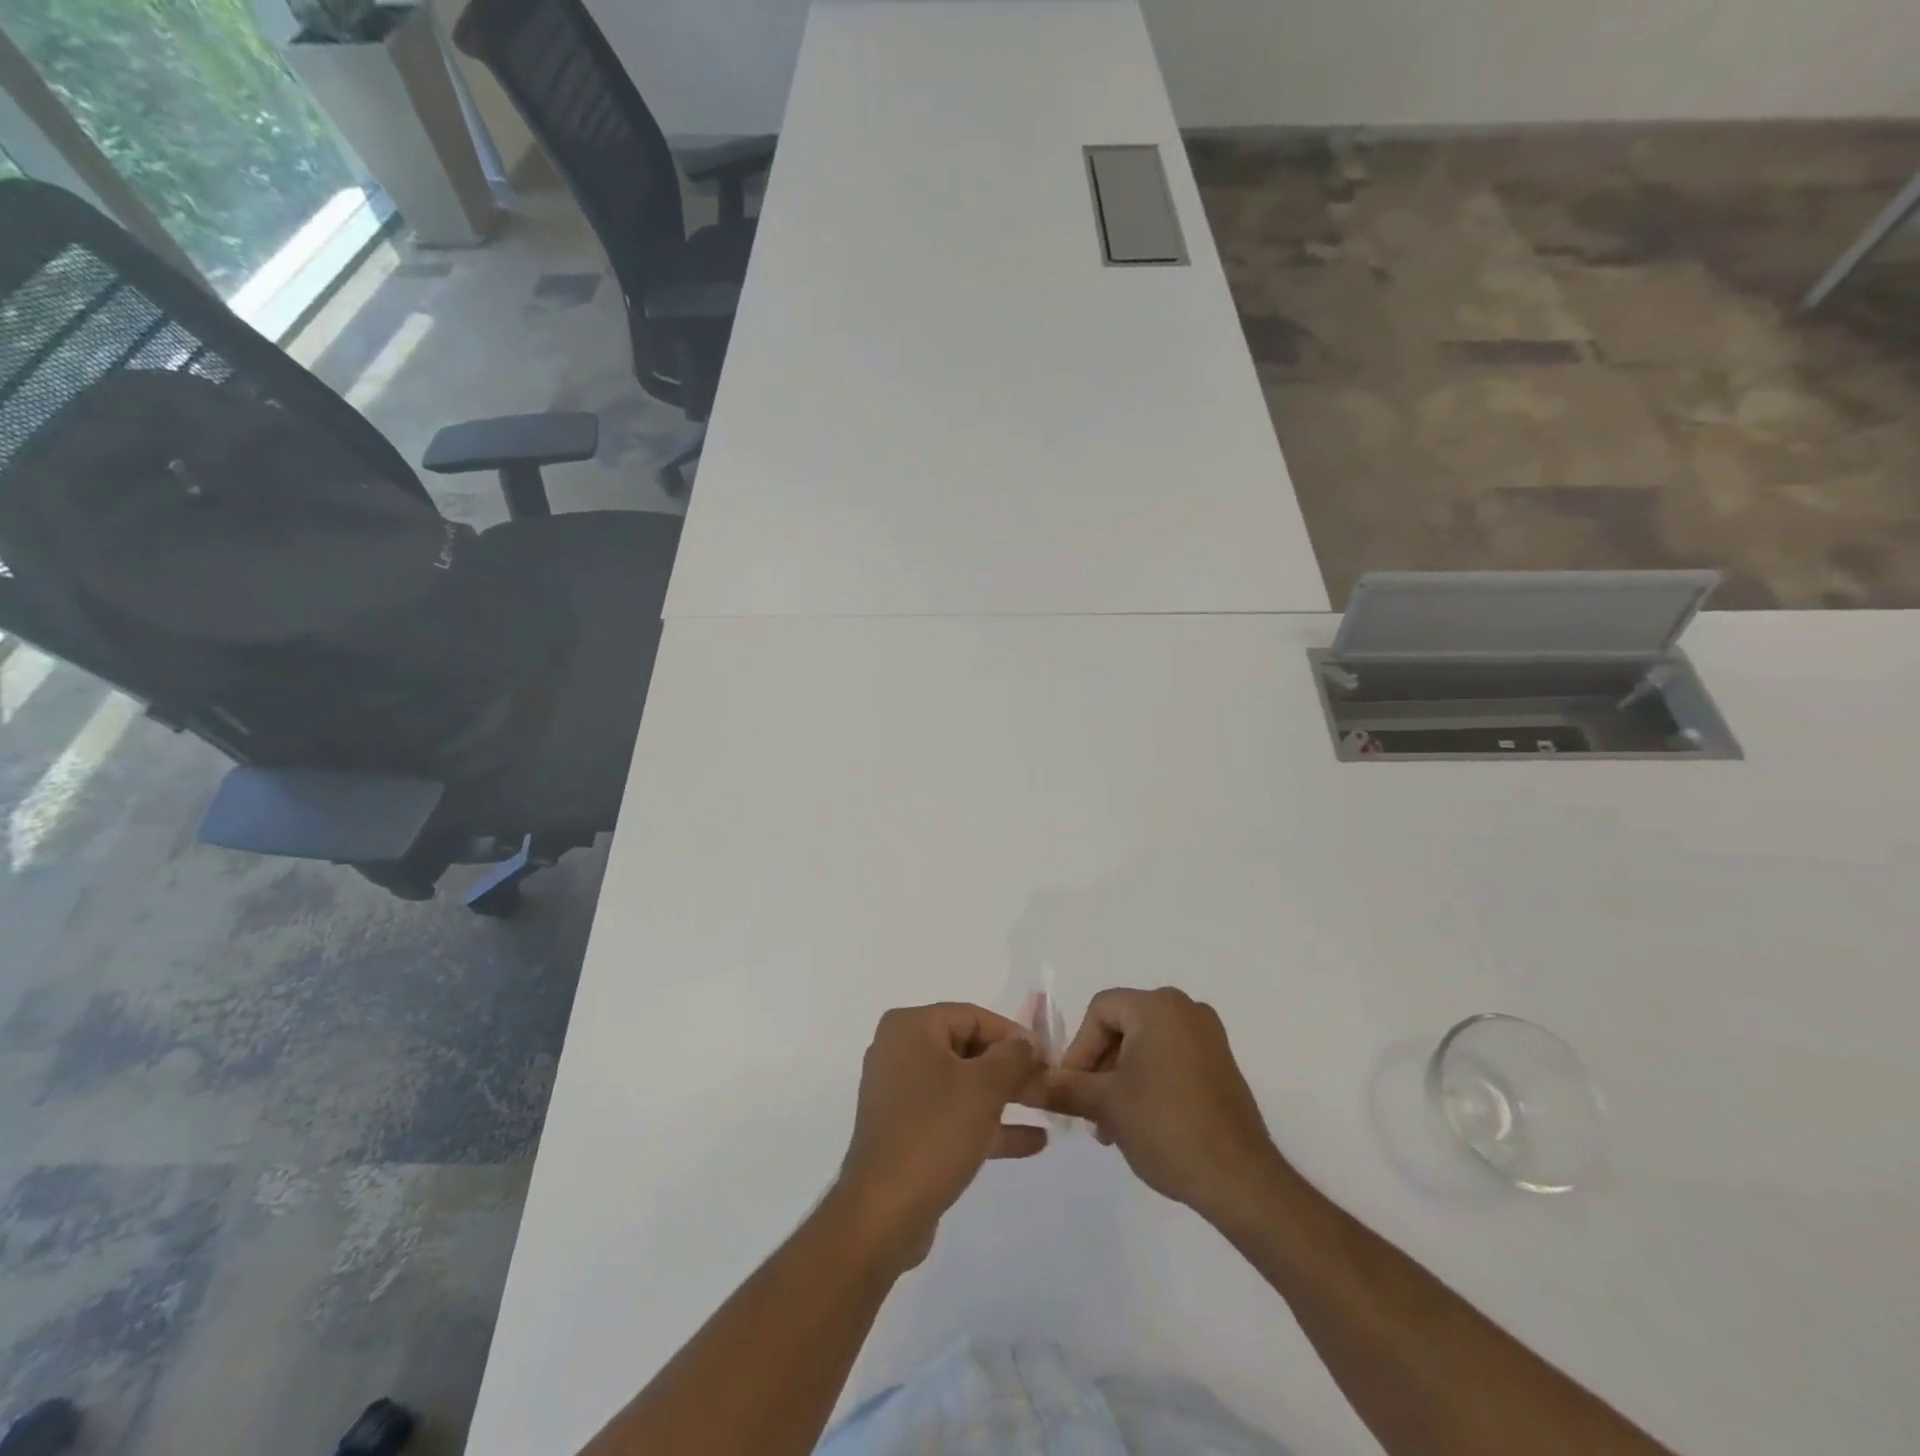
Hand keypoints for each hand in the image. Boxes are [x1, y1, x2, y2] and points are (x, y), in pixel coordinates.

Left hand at [835, 1003, 1046, 1273]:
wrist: (883, 1214)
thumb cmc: (935, 1132)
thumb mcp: (984, 1088)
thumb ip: (1013, 1056)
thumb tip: (1027, 1042)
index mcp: (911, 1028)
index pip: (972, 1016)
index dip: (1014, 1034)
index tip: (1048, 1057)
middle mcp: (900, 1051)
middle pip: (968, 1048)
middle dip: (1011, 1068)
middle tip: (1049, 1084)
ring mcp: (902, 1093)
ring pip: (963, 1084)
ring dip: (1005, 1096)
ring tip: (1047, 1108)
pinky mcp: (907, 1131)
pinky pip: (953, 1115)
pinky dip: (988, 1124)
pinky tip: (1033, 1141)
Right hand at [1046, 987, 1287, 1225]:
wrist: (1240, 1179)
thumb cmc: (1166, 1127)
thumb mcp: (1106, 1105)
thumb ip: (1064, 1087)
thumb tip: (1026, 1083)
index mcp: (1157, 1006)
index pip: (1100, 1010)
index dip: (1079, 1048)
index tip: (1073, 1089)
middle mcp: (1185, 1009)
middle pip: (1122, 1025)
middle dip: (1099, 1067)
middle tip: (1090, 1111)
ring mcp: (1208, 1036)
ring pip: (1145, 1044)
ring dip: (1121, 1078)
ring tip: (1112, 1126)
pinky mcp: (1220, 1063)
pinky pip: (1171, 1057)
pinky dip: (1148, 1080)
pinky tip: (1141, 1121)